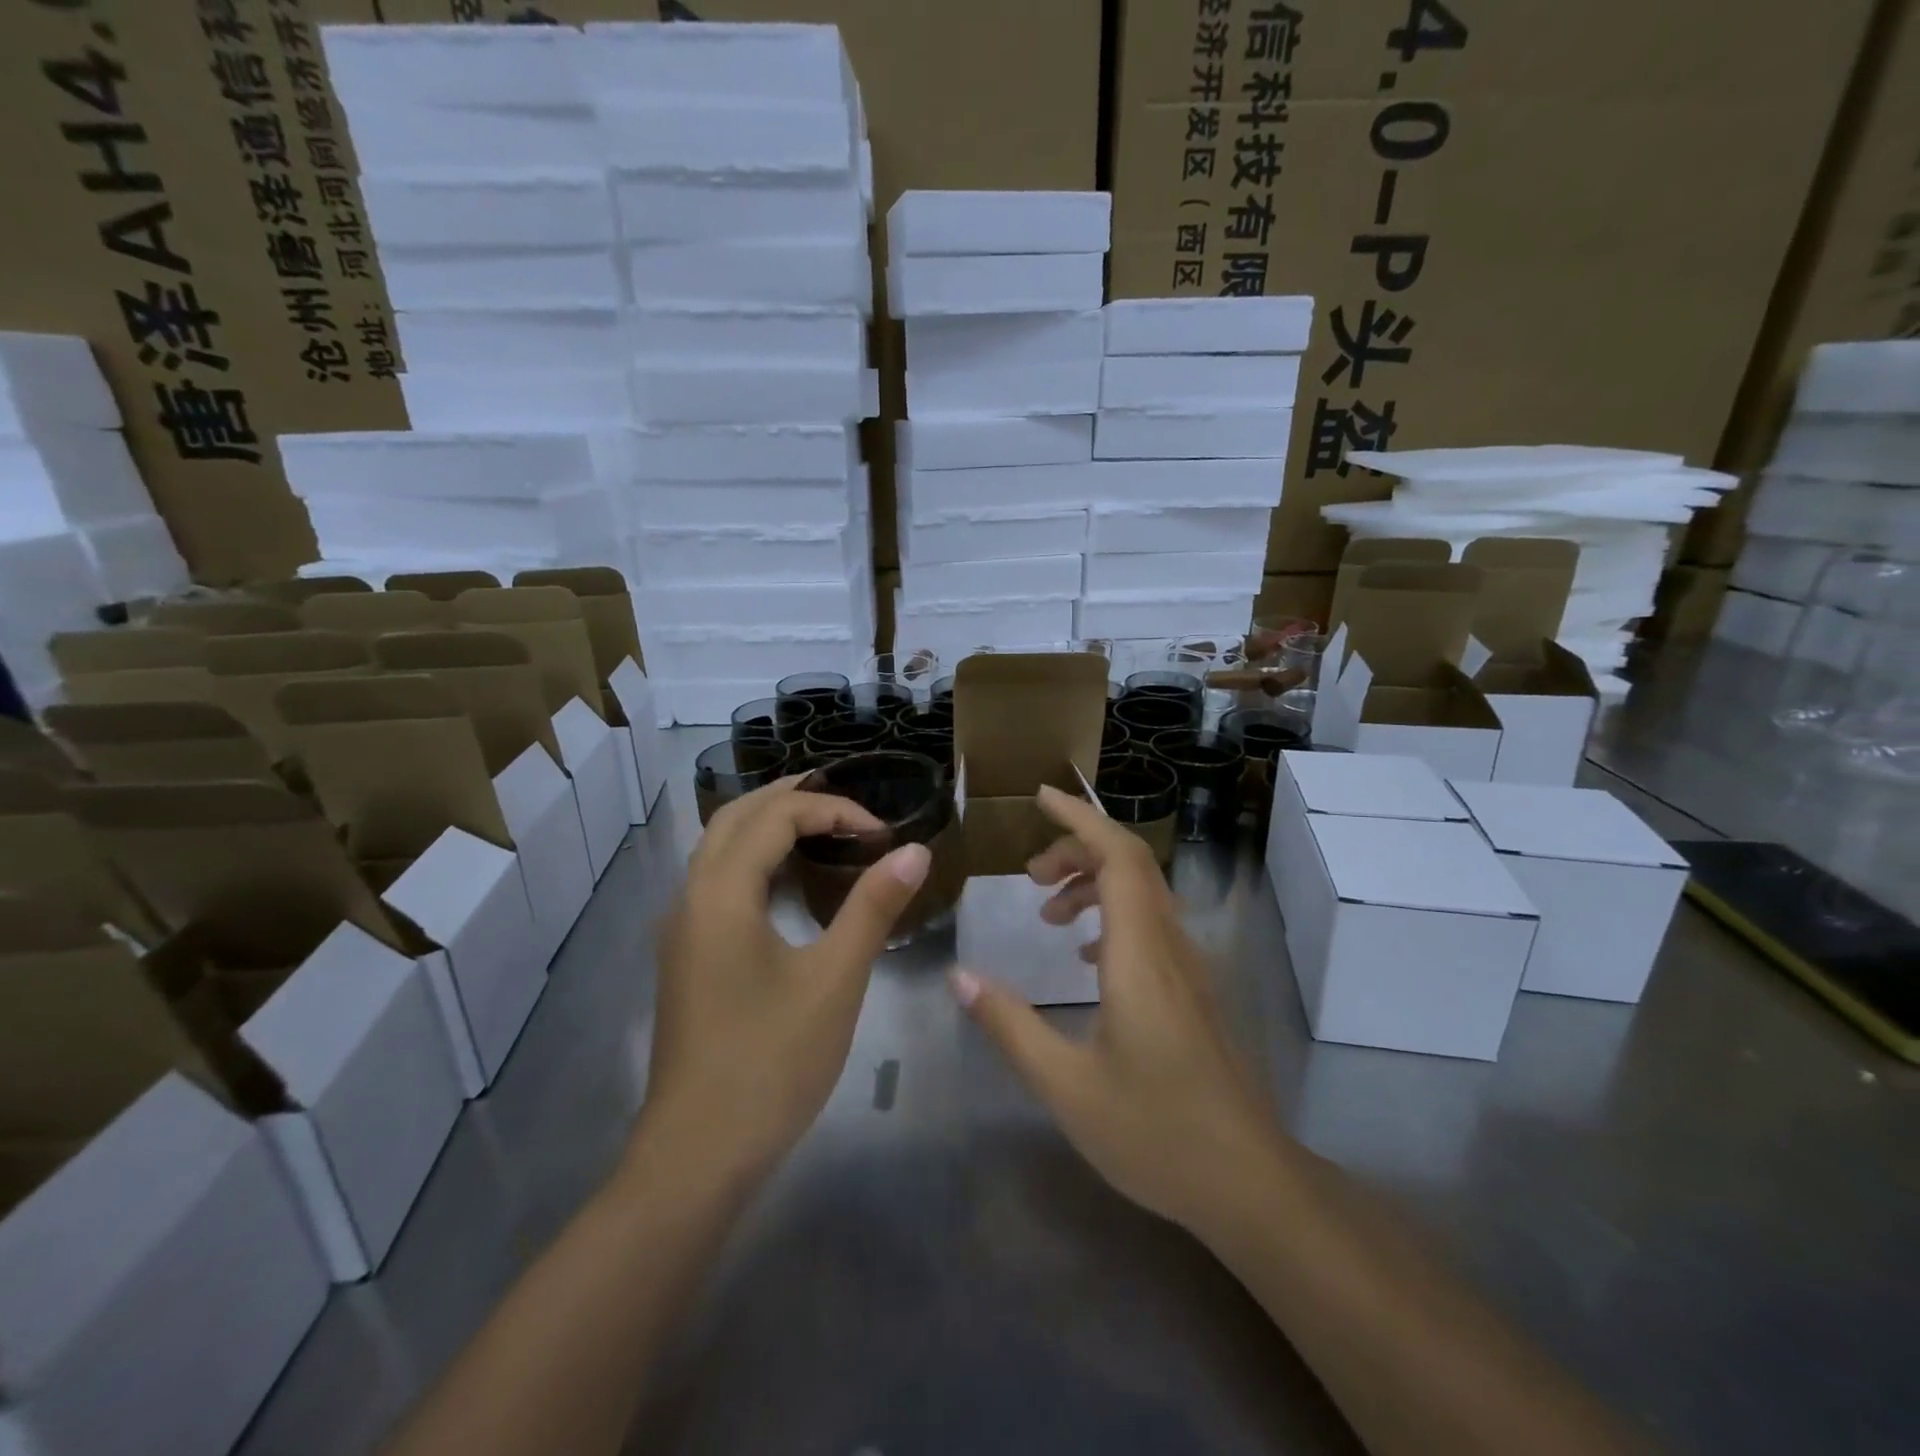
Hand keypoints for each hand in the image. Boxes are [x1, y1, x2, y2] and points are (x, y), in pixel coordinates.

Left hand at [639, 778, 930, 1194]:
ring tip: (823, 828)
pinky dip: (755, 860)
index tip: (882, 835)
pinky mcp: (687, 957)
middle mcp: (691, 897)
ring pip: (720, 848)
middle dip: (791, 799)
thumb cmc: (771, 1062)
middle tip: (847, 805)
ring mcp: (682, 929)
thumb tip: (915, 851)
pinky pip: (718, 881)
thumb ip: (874, 907)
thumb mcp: (836, 979)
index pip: (776, 816)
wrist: (697, 1155)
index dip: (833, 811)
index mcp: (721, 893)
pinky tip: (790, 885)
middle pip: (736, 817)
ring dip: (768, 826)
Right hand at [951, 785, 1280, 1234]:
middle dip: (1077, 849)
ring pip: (1143, 893)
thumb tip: (960, 975)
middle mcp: (1170, 946)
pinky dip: (1114, 914)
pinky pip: (1152, 925)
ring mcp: (1190, 968)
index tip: (1040, 796)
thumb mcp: (1065, 1085)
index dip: (1079, 817)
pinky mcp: (1195, 990)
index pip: (1117, 855)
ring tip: (1048, 912)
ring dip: (1094, 883)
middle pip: (1130, 864)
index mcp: (1139, 954)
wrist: (1250, 1184)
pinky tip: (1086, 955)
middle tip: (1029, 875)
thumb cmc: (1155, 1133)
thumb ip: (1009, 1024)